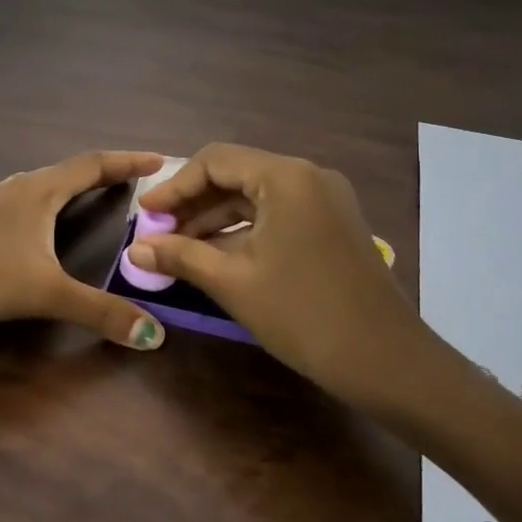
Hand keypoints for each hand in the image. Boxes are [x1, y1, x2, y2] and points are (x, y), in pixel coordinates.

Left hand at [0, 150, 169, 349]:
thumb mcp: (45, 292)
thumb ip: (99, 312)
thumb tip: (154, 334)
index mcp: (40, 191)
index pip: (94, 165)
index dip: (128, 161)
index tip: (161, 159)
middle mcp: (18, 188)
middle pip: (69, 170)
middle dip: (104, 173)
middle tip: (134, 182)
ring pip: (42, 184)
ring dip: (71, 186)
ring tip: (91, 196)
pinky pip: (22, 202)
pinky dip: (45, 204)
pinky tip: (36, 224)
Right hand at [130, 143, 428, 409]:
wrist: (385, 360)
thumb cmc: (303, 314)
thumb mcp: (233, 282)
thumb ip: (181, 255)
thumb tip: (135, 249)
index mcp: (286, 177)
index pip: (215, 160)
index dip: (174, 186)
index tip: (145, 215)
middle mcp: (308, 176)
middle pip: (236, 174)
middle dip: (194, 203)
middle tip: (158, 234)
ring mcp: (325, 200)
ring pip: (256, 196)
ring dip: (216, 219)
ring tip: (179, 249)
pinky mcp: (332, 225)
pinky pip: (278, 214)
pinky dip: (244, 230)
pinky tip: (216, 256)